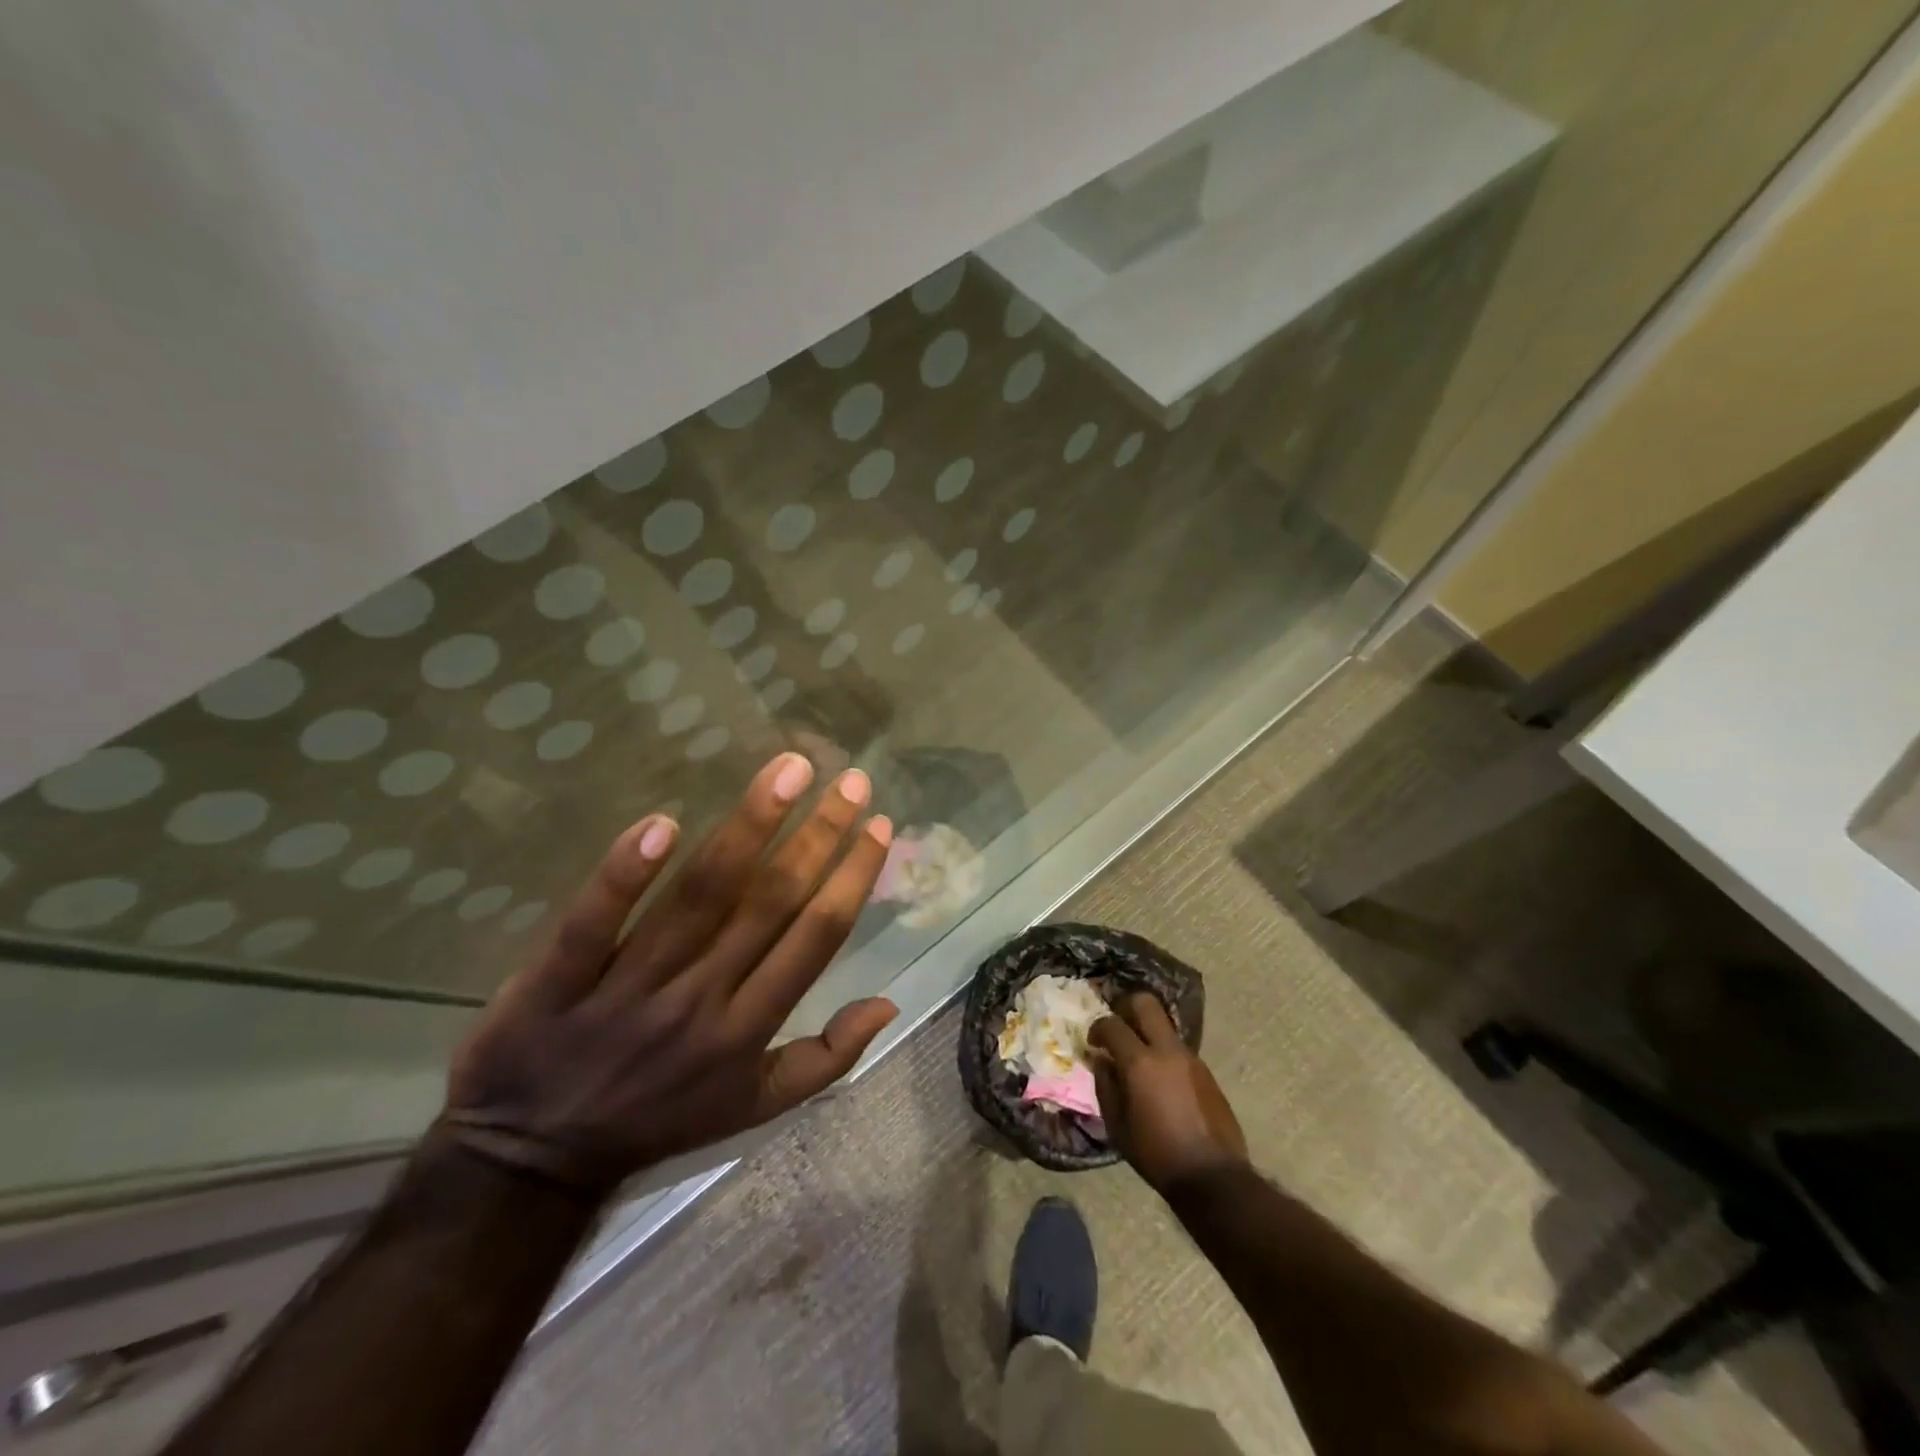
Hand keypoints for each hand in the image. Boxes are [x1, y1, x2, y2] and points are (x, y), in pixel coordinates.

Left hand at [437, 753, 897, 1195]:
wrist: (531, 1161)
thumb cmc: (658, 1118)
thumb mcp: (755, 1108)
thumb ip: (826, 1058)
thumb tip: (889, 1001)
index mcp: (748, 1030)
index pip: (816, 938)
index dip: (852, 878)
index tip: (878, 825)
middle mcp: (700, 1001)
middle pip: (769, 903)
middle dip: (819, 835)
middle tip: (850, 780)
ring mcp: (629, 988)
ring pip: (699, 898)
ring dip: (749, 827)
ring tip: (789, 771)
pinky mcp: (558, 979)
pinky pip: (594, 922)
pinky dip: (625, 874)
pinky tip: (662, 823)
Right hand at [1089, 993, 1248, 1193]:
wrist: (1213, 1176)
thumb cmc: (1156, 1154)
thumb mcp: (1117, 1126)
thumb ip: (1105, 1086)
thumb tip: (1102, 1061)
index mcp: (1140, 1063)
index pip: (1112, 1024)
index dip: (1097, 1027)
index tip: (1093, 1041)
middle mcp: (1167, 1050)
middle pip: (1145, 1003)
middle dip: (1126, 1007)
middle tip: (1117, 1028)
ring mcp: (1191, 1058)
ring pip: (1164, 1025)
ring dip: (1147, 1032)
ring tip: (1138, 1059)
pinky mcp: (1206, 1071)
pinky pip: (1178, 1049)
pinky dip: (1164, 1053)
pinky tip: (1160, 1081)